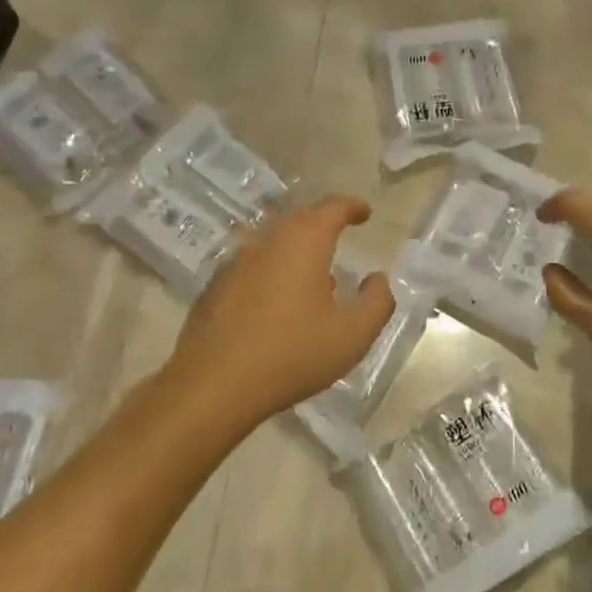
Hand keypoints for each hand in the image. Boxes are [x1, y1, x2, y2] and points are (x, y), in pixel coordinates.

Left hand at [161, 196, 394, 425]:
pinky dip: (272, 271)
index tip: (365, 212)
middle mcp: (267, 241)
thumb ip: (376, 302)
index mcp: (304, 242)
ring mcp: (235, 262)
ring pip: (273, 242)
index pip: (332, 208)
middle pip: (299, 219)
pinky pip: (252, 266)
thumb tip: (377, 279)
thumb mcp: (352, 335)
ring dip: (296, 249)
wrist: (213, 385)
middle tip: (340, 235)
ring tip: (313, 275)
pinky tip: (277, 302)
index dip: (352, 206)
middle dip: (322, 223)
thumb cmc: (292, 354)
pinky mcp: (215, 286)